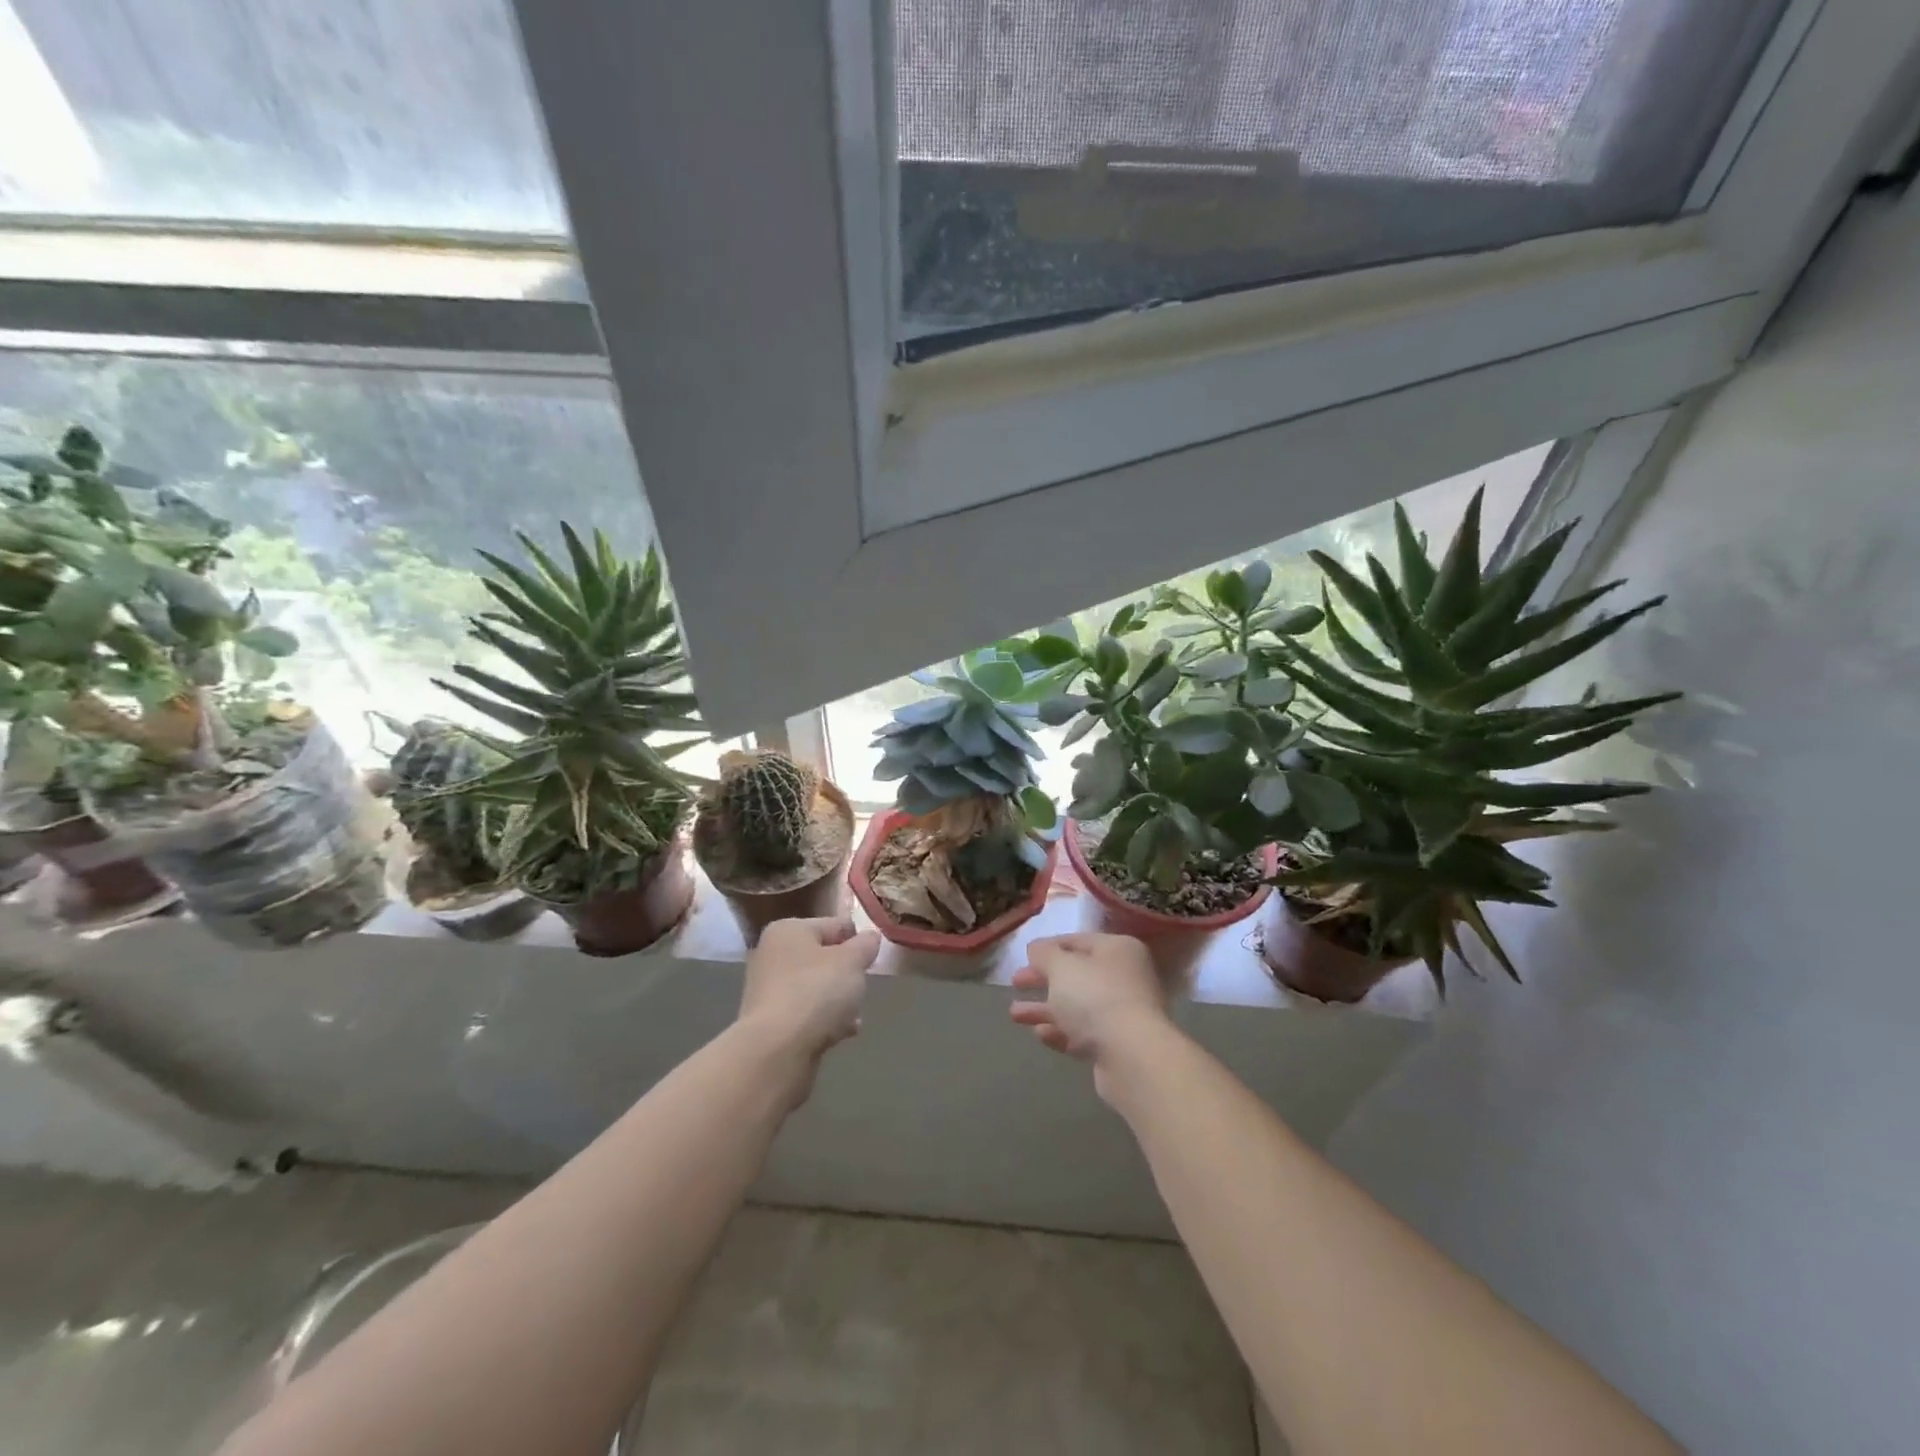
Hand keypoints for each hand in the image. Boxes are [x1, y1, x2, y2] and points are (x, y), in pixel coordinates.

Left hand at [737, 916, 878, 1067]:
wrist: (777, 1051)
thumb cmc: (816, 992)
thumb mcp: (852, 961)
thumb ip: (865, 945)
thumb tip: (870, 937)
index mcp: (788, 930)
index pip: (834, 925)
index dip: (858, 939)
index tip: (874, 958)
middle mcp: (772, 955)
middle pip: (823, 958)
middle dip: (847, 974)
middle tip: (863, 986)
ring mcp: (768, 991)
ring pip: (815, 988)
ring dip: (838, 1000)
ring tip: (856, 1014)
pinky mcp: (770, 1023)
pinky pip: (807, 1014)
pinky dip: (825, 1021)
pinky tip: (843, 1033)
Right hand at [1010, 933, 1173, 1094]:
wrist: (1132, 1057)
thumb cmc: (1095, 997)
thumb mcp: (1061, 967)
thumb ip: (1044, 954)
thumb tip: (1036, 948)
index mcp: (1118, 949)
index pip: (1078, 940)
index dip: (1048, 947)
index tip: (1023, 956)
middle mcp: (1125, 977)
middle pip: (1077, 975)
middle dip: (1043, 979)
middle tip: (1015, 983)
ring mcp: (1123, 1013)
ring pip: (1077, 1006)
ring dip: (1045, 1009)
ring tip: (1015, 1015)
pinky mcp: (1117, 1046)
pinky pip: (1083, 1033)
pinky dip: (1061, 1032)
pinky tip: (1040, 1034)